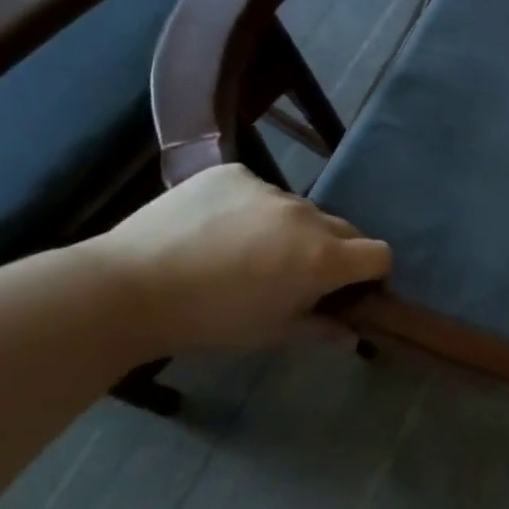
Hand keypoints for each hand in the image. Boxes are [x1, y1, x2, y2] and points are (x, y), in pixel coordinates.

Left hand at [83, 164, 390, 353]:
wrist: (128, 287)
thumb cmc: (210, 320)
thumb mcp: (272, 334)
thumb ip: (321, 329)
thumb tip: (352, 334)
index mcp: (323, 258)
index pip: (379, 254)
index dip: (372, 273)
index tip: (351, 289)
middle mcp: (307, 216)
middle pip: (344, 229)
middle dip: (333, 251)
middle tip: (295, 274)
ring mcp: (269, 189)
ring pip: (299, 210)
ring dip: (290, 229)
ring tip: (246, 251)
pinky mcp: (234, 173)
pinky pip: (259, 190)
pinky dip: (251, 208)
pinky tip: (217, 228)